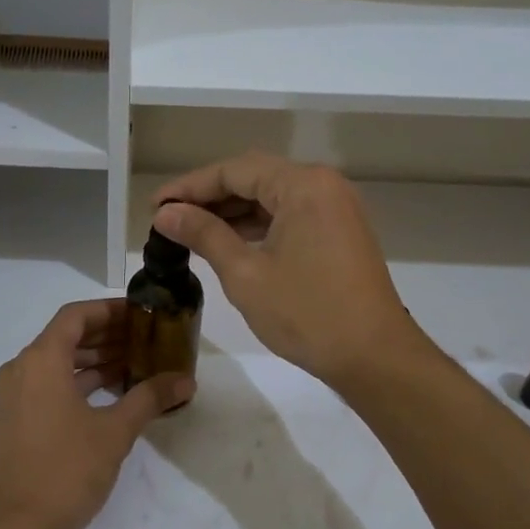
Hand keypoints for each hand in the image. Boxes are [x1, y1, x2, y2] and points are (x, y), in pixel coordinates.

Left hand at [0, 299, 192, 528]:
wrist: (16, 528)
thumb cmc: (66, 470)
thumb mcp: (115, 431)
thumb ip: (150, 398)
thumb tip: (186, 380)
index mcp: (41, 360)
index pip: (76, 316)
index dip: (110, 310)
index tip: (142, 314)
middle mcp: (22, 369)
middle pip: (66, 336)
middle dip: (107, 335)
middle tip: (147, 338)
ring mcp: (16, 395)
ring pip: (59, 362)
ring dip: (95, 359)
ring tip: (137, 362)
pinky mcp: (17, 419)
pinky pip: (50, 384)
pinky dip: (80, 381)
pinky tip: (113, 392)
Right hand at [152, 153, 423, 391]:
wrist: (374, 357)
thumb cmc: (307, 314)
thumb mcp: (245, 274)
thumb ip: (204, 235)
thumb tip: (166, 213)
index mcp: (303, 185)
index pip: (234, 171)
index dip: (190, 186)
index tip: (154, 206)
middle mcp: (323, 185)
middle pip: (255, 178)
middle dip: (209, 197)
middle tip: (168, 218)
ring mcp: (336, 208)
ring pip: (272, 197)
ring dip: (233, 212)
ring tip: (191, 231)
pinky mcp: (340, 231)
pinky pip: (290, 215)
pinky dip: (258, 225)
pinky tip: (229, 242)